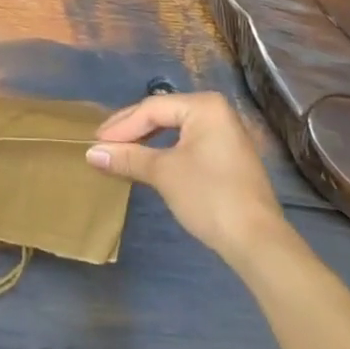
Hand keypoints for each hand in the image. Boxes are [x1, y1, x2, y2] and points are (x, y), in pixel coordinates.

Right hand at [87, 92, 285, 261]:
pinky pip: (187, 143)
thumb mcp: (163, 173)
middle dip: (131, 131)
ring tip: (120, 152)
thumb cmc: (209, 196)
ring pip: (174, 130)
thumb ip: (128, 158)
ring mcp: (225, 134)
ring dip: (146, 141)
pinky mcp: (227, 156)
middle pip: (163, 115)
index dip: (121, 126)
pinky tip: (148, 162)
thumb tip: (91, 153)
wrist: (258, 242)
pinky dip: (165, 151)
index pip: (152, 108)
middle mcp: (216, 111)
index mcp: (203, 105)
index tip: (95, 142)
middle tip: (103, 145)